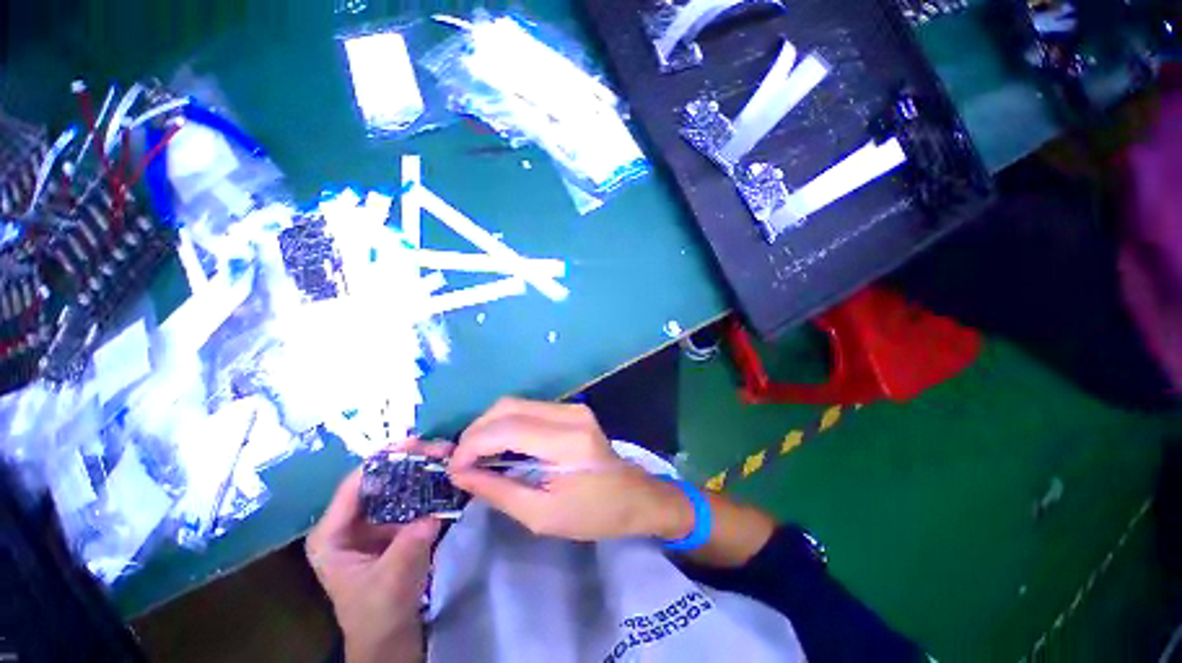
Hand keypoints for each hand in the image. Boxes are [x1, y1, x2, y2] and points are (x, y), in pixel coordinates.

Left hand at [305, 441, 448, 662]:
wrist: (390, 637)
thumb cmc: (378, 613)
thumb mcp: (391, 581)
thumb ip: (410, 544)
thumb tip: (433, 512)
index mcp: (332, 533)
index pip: (354, 485)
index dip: (383, 461)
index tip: (415, 443)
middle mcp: (349, 521)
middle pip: (378, 480)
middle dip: (409, 461)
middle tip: (439, 447)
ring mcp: (373, 522)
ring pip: (396, 486)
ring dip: (422, 470)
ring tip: (447, 455)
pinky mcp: (392, 526)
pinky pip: (410, 498)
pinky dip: (428, 486)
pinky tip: (446, 476)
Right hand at [449, 398, 693, 541]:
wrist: (634, 497)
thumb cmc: (593, 514)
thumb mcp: (541, 515)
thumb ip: (498, 491)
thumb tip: (461, 474)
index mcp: (567, 442)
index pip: (506, 429)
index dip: (472, 445)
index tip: (452, 469)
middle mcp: (570, 414)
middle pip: (508, 406)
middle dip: (476, 431)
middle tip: (461, 461)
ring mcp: (573, 407)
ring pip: (516, 403)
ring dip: (489, 426)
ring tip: (475, 455)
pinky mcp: (572, 409)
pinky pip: (529, 408)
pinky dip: (507, 424)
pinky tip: (499, 446)